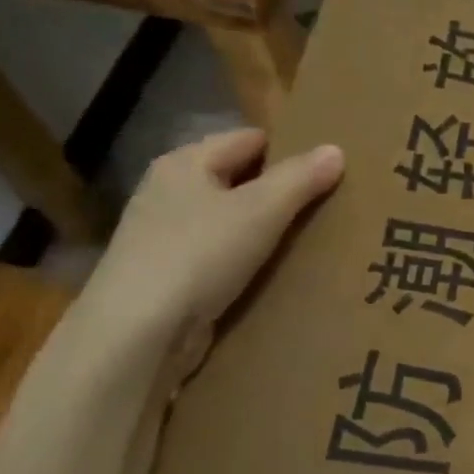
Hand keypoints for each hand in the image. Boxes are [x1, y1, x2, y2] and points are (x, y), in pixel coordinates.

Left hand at [80, 129, 344, 352]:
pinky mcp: (166, 275)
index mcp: (186, 162)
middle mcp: (169, 191)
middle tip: (325, 206)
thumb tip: (335, 149)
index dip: (288, 150)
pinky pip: (218, 256)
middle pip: (237, 179)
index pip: (249, 139)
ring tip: (307, 241)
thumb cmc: (199, 255)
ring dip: (262, 230)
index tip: (327, 170)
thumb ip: (300, 179)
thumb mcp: (261, 211)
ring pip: (228, 220)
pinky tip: (270, 275)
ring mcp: (163, 235)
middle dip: (278, 192)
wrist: (138, 333)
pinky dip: (244, 261)